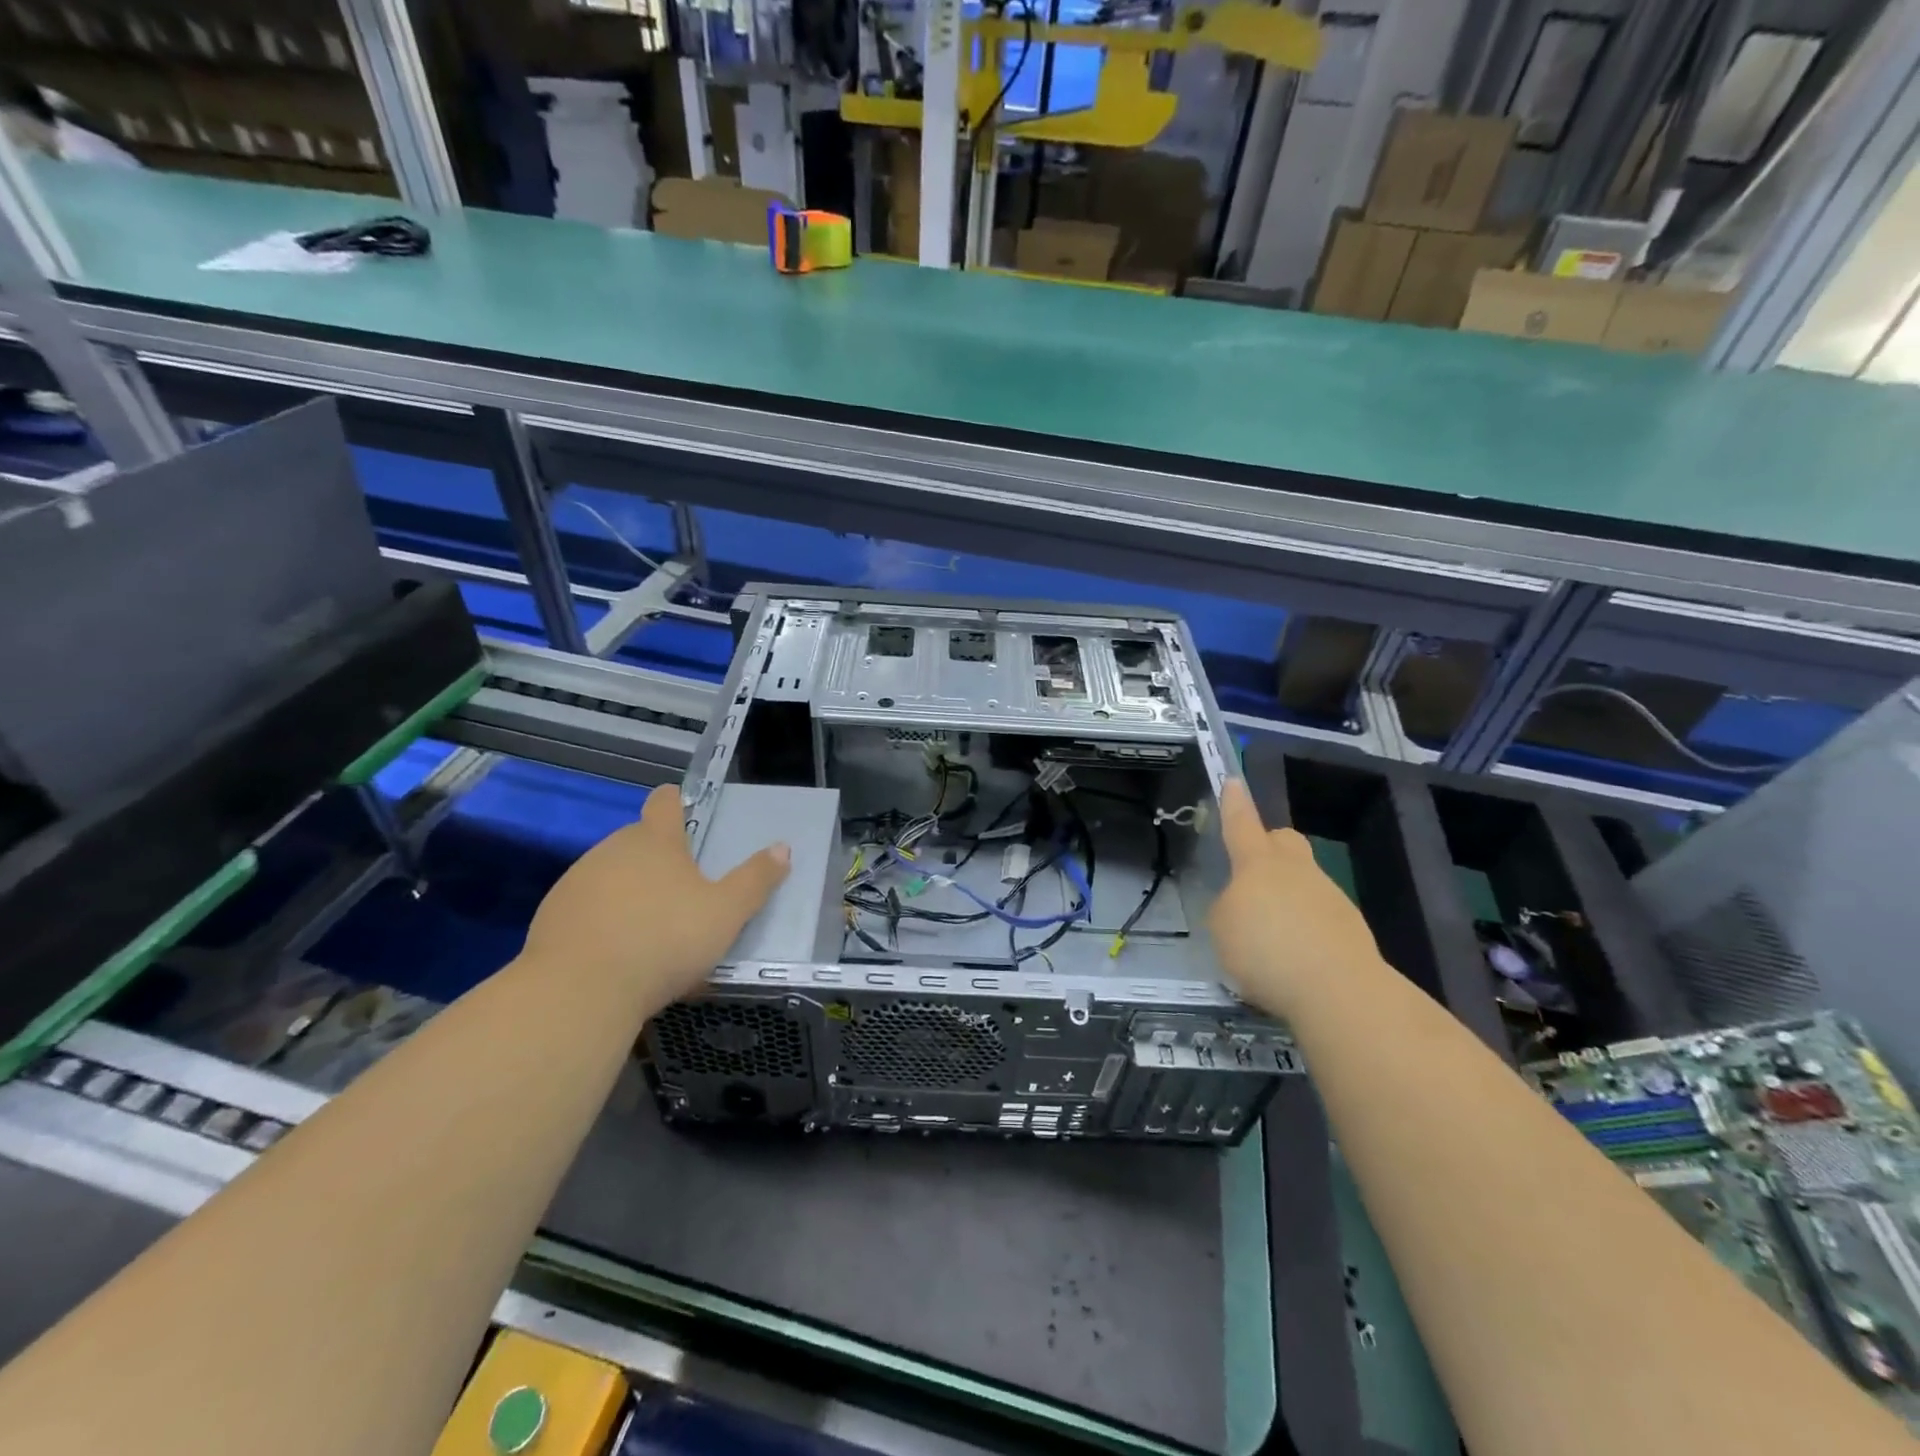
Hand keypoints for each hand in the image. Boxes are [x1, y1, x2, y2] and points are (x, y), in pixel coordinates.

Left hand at [519, 784, 789, 1006]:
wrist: (578, 992)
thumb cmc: (663, 941)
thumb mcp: (726, 913)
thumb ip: (755, 879)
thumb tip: (782, 848)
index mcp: (656, 841)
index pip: (666, 802)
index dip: (677, 802)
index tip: (685, 812)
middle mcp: (612, 850)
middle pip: (639, 841)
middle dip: (660, 860)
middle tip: (684, 894)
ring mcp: (577, 881)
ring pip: (612, 875)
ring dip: (630, 892)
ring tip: (652, 932)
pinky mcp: (551, 916)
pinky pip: (588, 908)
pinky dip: (603, 921)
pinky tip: (618, 954)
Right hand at [1209, 779, 1381, 1017]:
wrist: (1339, 991)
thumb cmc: (1266, 951)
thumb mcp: (1223, 929)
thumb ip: (1228, 909)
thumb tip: (1243, 906)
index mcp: (1258, 865)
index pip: (1242, 824)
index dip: (1235, 803)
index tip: (1233, 780)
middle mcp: (1297, 871)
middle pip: (1285, 842)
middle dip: (1269, 847)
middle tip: (1253, 876)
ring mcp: (1330, 898)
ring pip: (1304, 883)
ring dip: (1286, 901)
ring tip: (1268, 942)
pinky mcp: (1351, 929)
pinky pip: (1319, 918)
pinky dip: (1304, 932)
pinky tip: (1294, 963)